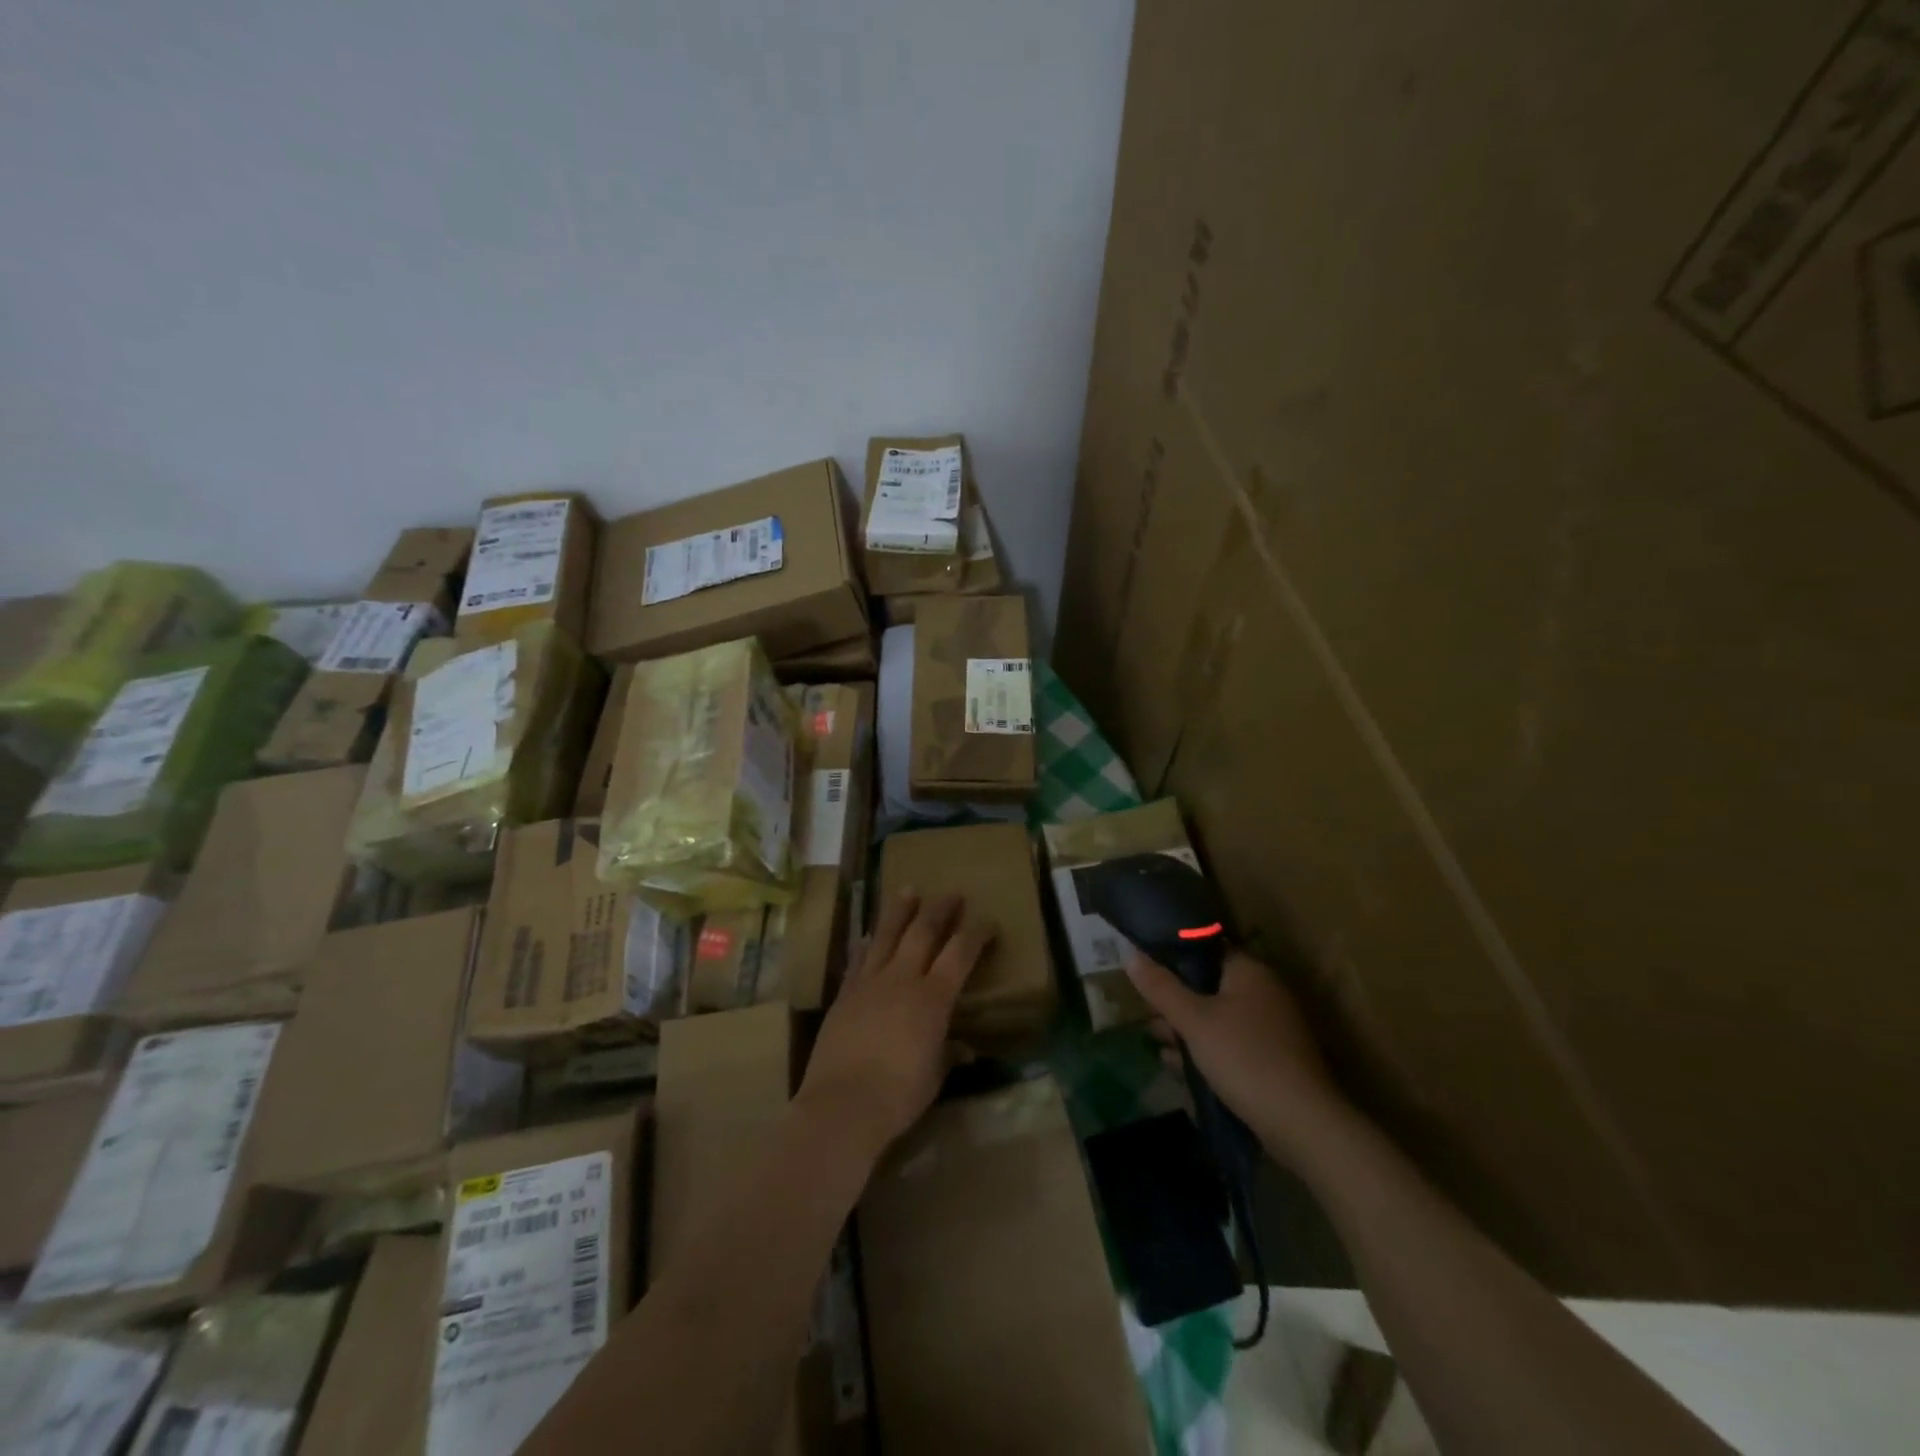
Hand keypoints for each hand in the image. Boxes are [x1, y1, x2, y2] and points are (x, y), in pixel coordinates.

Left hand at [797, 892, 994, 1162]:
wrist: (840, 1106)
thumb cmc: (898, 1096)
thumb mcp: (934, 1076)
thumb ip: (947, 1053)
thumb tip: (959, 1047)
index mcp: (933, 998)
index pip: (960, 954)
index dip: (976, 934)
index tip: (988, 923)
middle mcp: (902, 979)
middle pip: (923, 932)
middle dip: (940, 910)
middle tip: (952, 894)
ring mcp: (869, 983)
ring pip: (886, 934)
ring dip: (900, 911)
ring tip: (908, 890)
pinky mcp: (845, 994)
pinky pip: (859, 958)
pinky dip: (868, 942)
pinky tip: (870, 934)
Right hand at [1127, 948, 1351, 1164]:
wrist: (1301, 1123)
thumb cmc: (1244, 1057)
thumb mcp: (1193, 1020)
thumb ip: (1161, 987)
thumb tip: (1130, 953)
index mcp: (1249, 972)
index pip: (1206, 948)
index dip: (1173, 954)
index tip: (1145, 966)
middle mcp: (1263, 992)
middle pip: (1209, 985)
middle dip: (1175, 998)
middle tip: (1146, 1010)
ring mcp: (1270, 1028)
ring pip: (1218, 1017)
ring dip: (1186, 1027)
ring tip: (1154, 1038)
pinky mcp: (1271, 1059)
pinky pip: (1229, 1043)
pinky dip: (1205, 1049)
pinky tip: (1177, 1064)